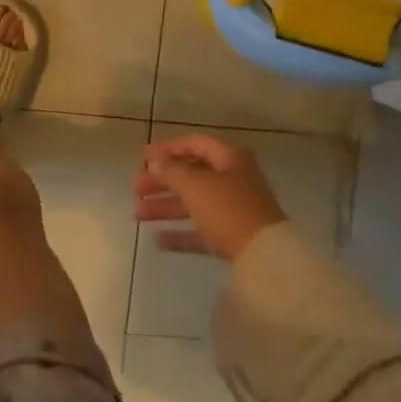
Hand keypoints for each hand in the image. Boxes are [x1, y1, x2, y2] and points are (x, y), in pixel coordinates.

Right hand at [134, 133, 285, 261]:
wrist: (264, 257)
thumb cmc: (227, 209)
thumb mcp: (194, 185)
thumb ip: (171, 171)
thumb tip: (155, 161)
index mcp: (229, 159)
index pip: (194, 144)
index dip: (168, 149)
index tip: (143, 158)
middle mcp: (233, 180)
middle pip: (191, 175)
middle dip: (161, 182)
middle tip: (136, 189)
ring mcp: (234, 210)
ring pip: (194, 204)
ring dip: (165, 207)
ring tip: (138, 215)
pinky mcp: (233, 237)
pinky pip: (201, 230)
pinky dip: (181, 233)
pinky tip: (158, 241)